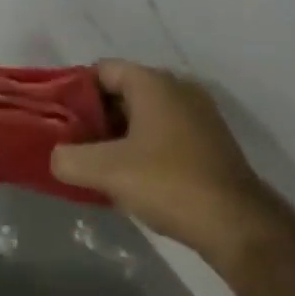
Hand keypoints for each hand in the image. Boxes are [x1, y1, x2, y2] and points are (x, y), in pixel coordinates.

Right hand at [51, 61, 272, 261]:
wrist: (238, 225)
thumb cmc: (169, 183)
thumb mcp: (108, 172)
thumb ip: (70, 159)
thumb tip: (56, 157)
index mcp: (152, 82)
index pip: (101, 70)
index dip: (76, 91)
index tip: (61, 120)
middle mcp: (177, 87)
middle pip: (123, 91)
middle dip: (97, 116)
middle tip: (76, 145)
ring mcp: (199, 113)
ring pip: (146, 115)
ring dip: (121, 135)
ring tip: (101, 166)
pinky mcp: (212, 141)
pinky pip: (166, 133)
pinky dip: (146, 147)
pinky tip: (135, 179)